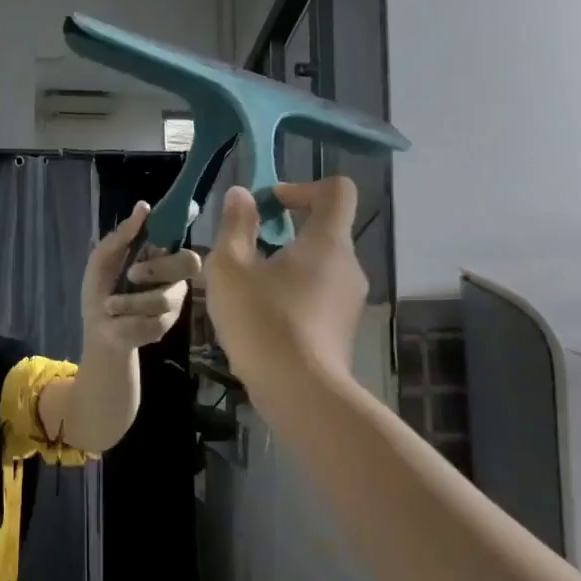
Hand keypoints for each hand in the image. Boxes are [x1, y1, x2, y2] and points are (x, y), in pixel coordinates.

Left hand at [82, 201, 202, 351]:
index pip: (179, 236)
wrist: (98, 328)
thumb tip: (143, 206)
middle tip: (131, 274)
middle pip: (189, 262)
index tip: (179, 219)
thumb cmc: (100, 288)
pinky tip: (120, 319)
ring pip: (164, 296)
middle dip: (157, 268)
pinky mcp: (169, 322)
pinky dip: (130, 317)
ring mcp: (174, 298)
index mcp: (157, 252)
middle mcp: (173, 272)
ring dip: (130, 301)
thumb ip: (122, 235)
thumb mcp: (103, 259)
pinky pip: (156, 318)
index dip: (182, 227)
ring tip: (110, 305)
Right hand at [205, 178, 366, 386]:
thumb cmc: (262, 320)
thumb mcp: (231, 267)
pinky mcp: (343, 329)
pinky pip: (318, 295)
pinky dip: (293, 295)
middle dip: (284, 232)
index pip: (337, 191)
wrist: (300, 393)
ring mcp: (350, 301)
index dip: (303, 187)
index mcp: (328, 241)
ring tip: (247, 290)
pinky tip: (262, 320)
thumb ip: (236, 225)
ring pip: (318, 266)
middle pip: (323, 230)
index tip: (270, 205)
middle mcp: (348, 266)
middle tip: (245, 252)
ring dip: (285, 266)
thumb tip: (242, 194)